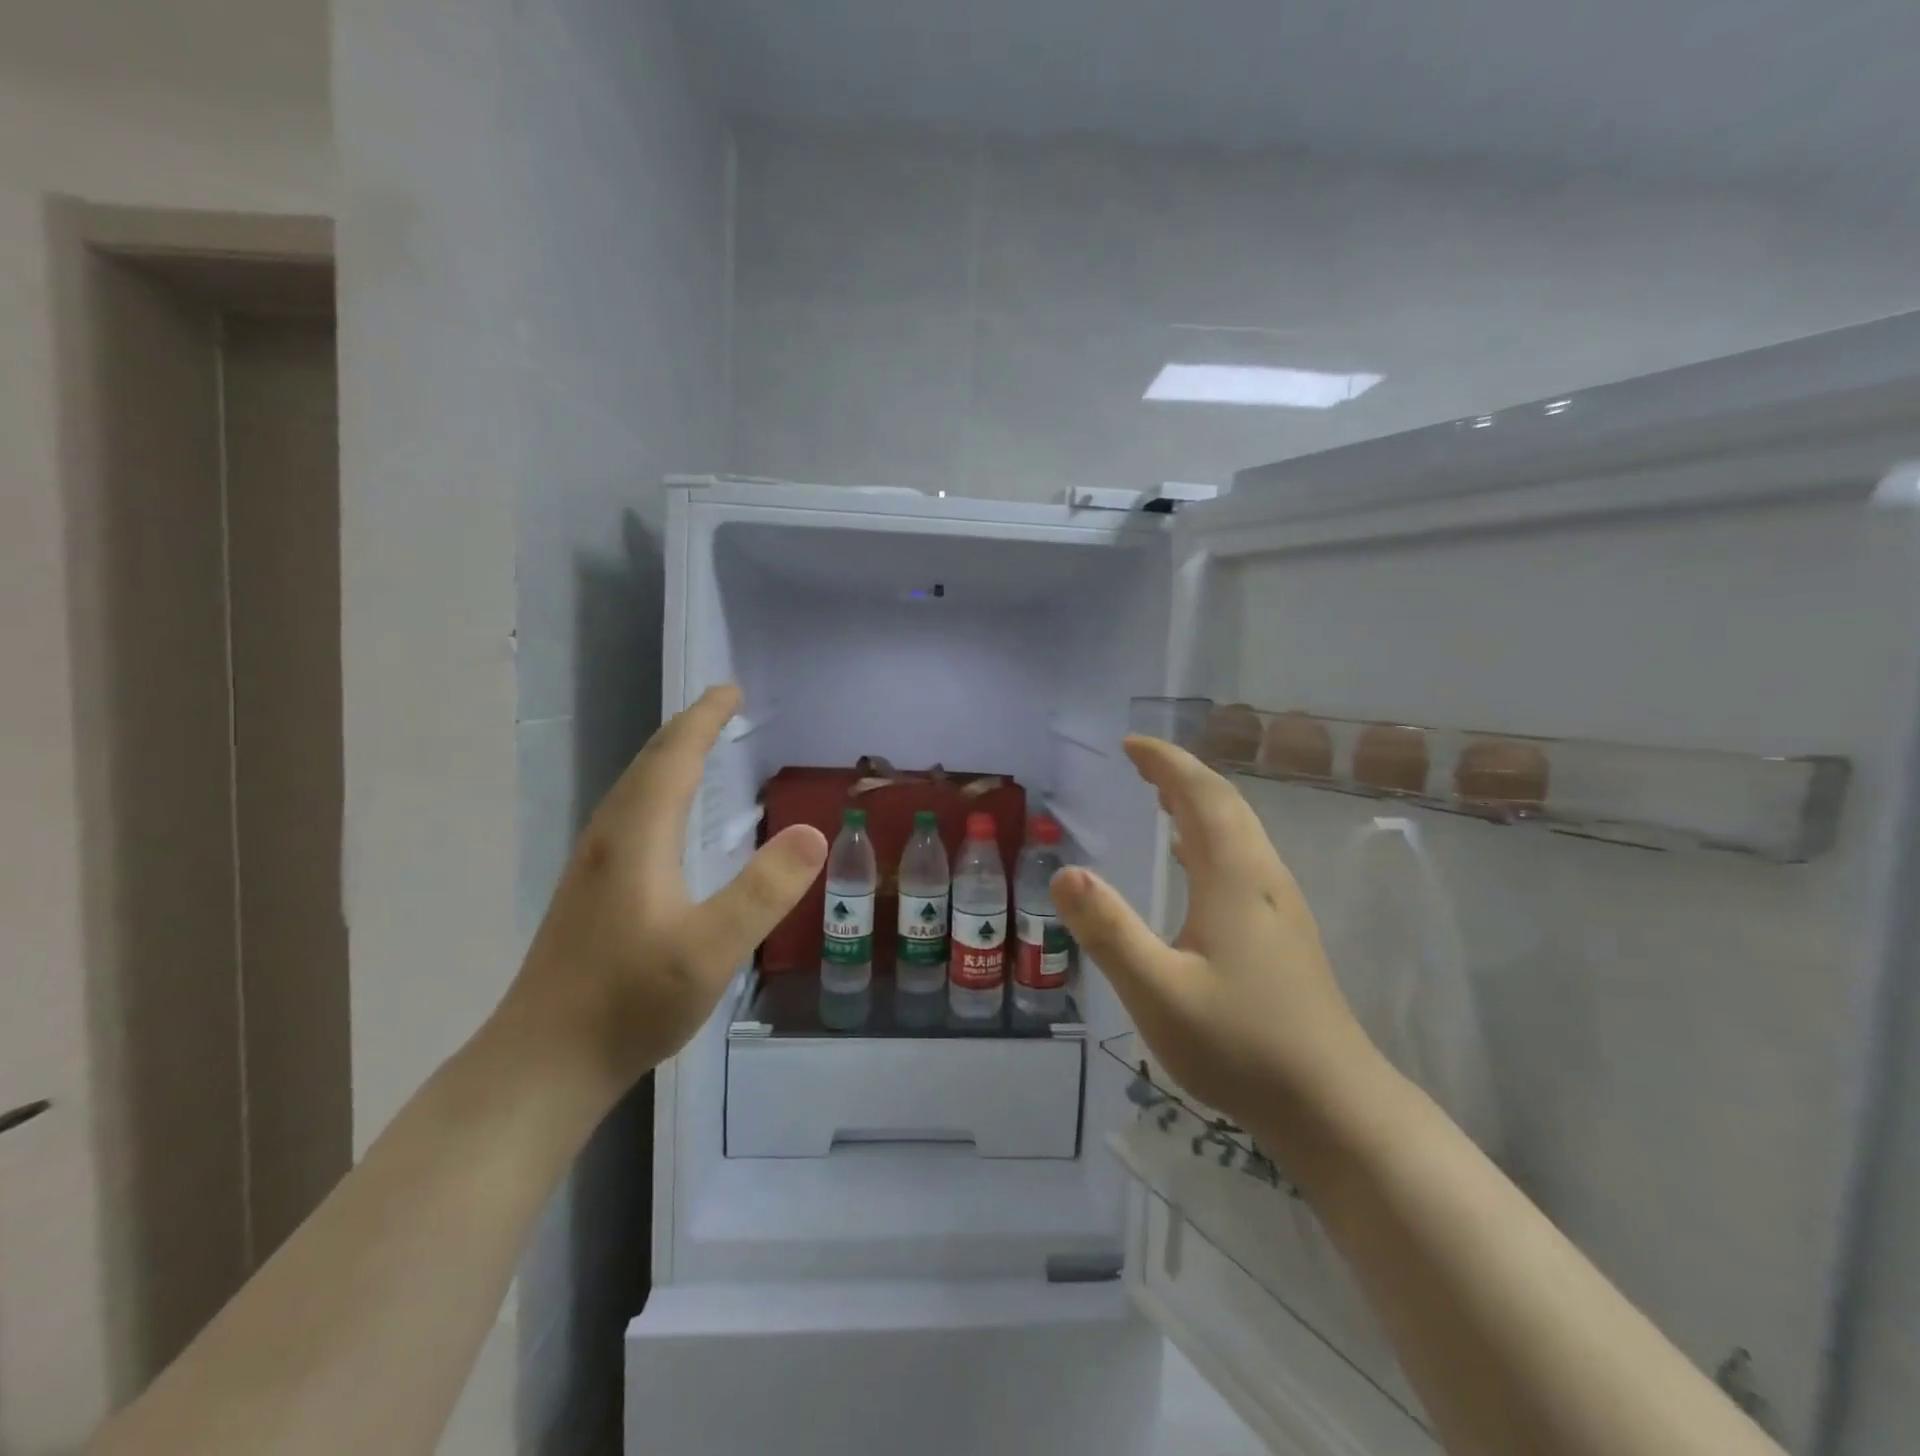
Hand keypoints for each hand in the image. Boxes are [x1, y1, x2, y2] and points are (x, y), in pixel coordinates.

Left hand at [500, 685, 827, 1092]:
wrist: (542, 1062)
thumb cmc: (630, 1002)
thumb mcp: (712, 949)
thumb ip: (764, 890)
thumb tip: (813, 832)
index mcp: (637, 838)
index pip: (673, 758)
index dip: (703, 720)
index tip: (731, 690)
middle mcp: (609, 839)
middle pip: (648, 764)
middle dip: (687, 729)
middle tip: (722, 706)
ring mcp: (592, 866)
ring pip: (632, 789)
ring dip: (668, 757)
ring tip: (699, 746)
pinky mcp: (589, 892)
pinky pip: (628, 814)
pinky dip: (656, 790)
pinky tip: (666, 817)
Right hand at [1051, 736, 1384, 1145]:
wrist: (1335, 1107)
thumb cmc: (1241, 1046)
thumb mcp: (1158, 992)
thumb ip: (1109, 931)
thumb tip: (1064, 872)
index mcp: (1235, 878)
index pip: (1202, 795)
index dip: (1167, 763)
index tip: (1130, 745)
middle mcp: (1264, 879)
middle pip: (1226, 806)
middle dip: (1182, 775)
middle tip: (1139, 763)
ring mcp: (1281, 907)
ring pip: (1239, 833)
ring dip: (1199, 804)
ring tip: (1161, 798)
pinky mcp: (1285, 934)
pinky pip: (1244, 860)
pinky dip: (1211, 839)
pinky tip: (1193, 864)